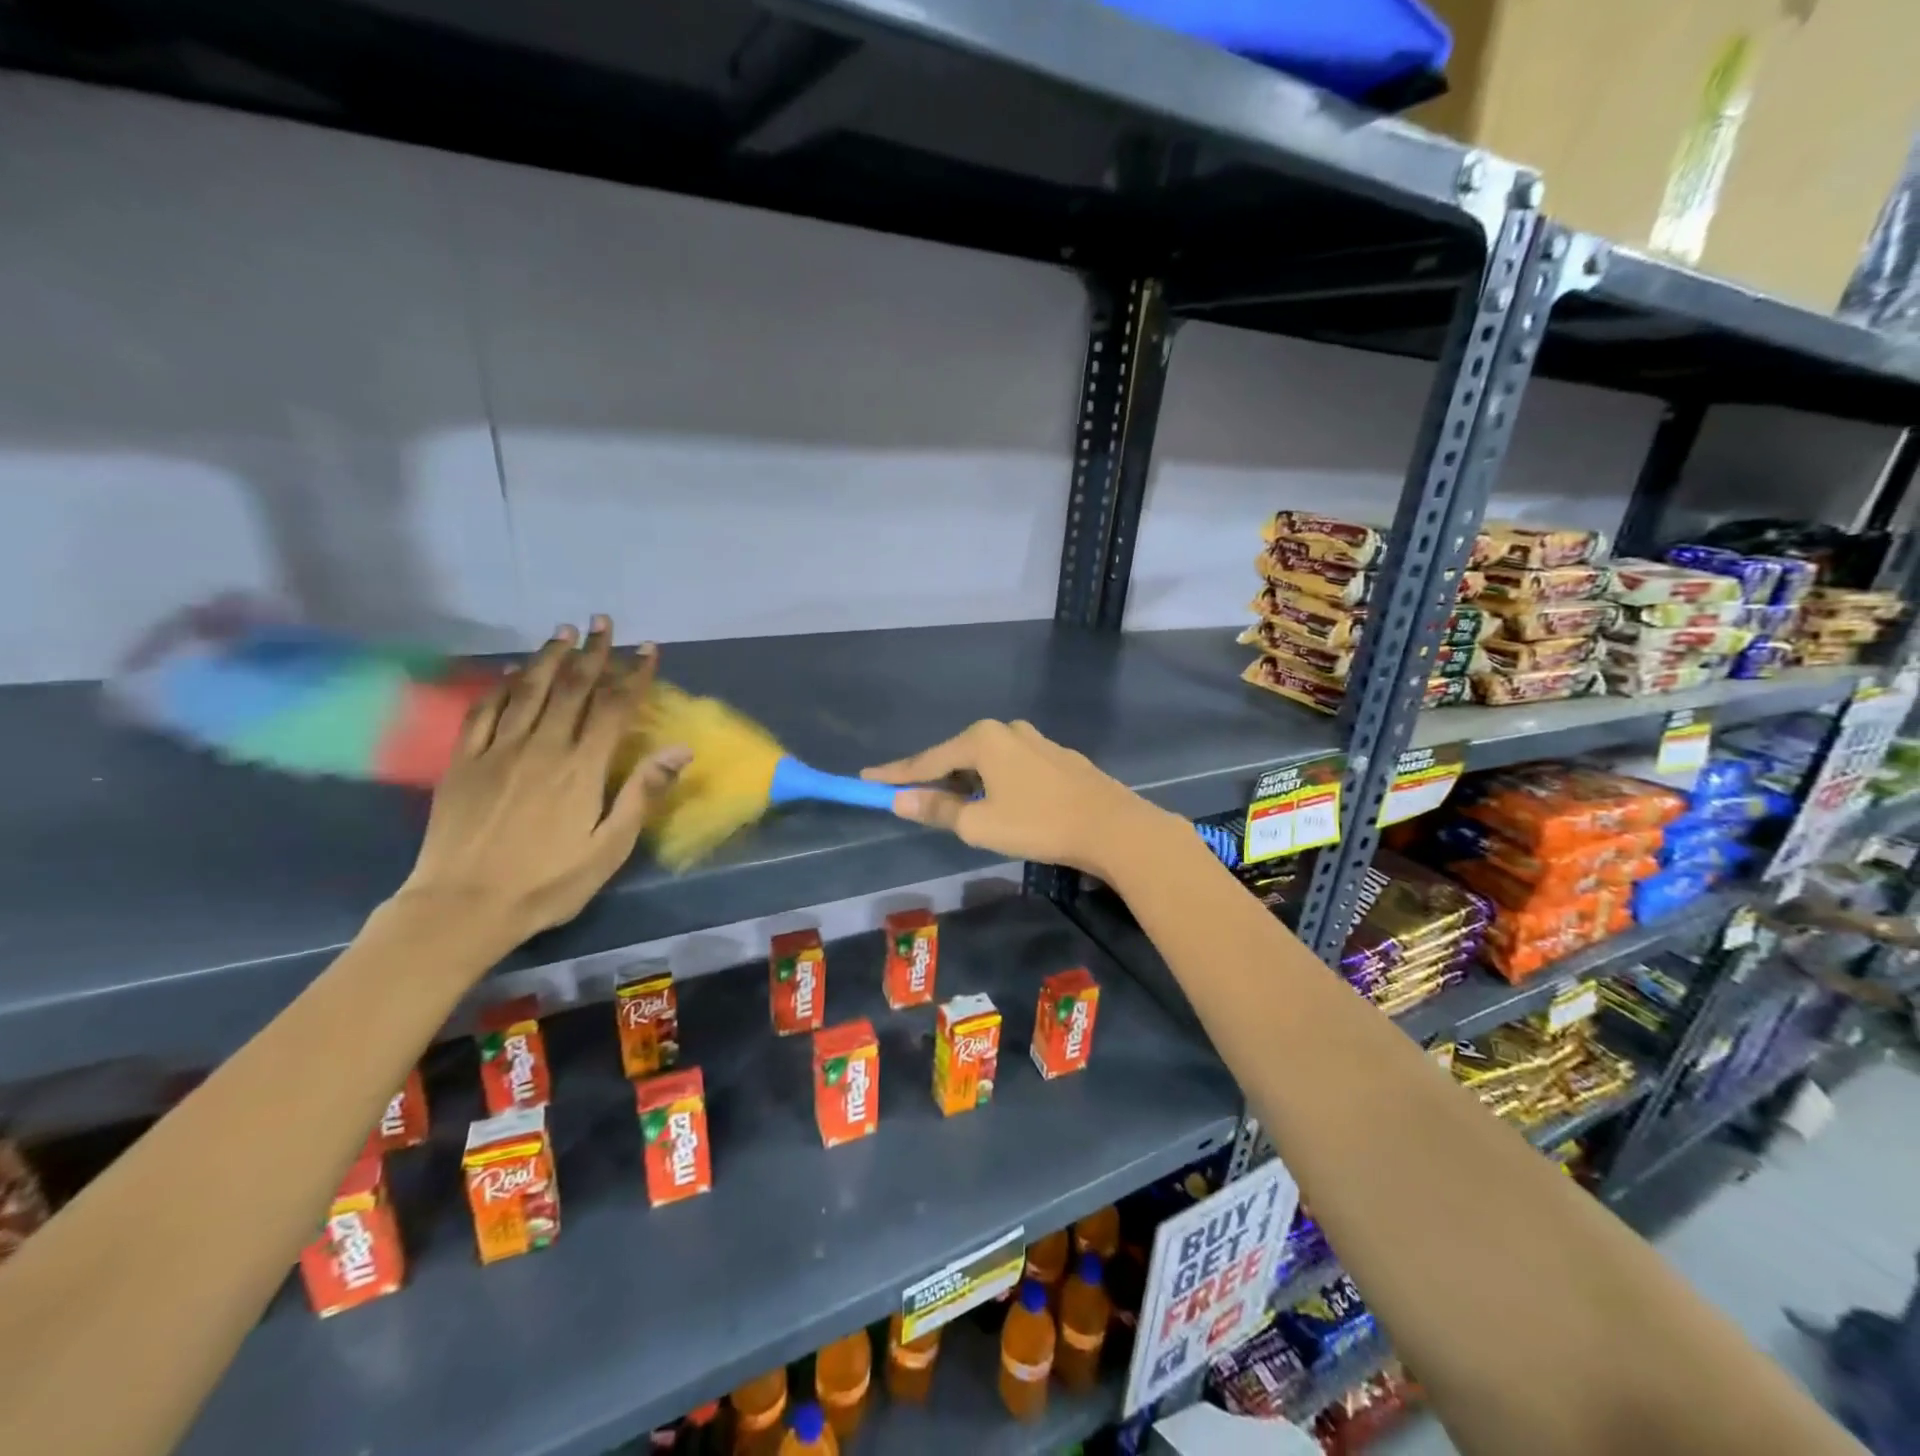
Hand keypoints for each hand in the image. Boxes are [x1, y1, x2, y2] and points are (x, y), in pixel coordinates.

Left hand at [396, 617, 690, 953]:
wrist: (462, 907)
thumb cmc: (548, 883)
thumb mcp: (609, 848)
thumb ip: (642, 793)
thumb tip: (680, 749)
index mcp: (581, 769)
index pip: (614, 708)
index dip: (634, 675)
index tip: (648, 649)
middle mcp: (542, 747)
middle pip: (572, 688)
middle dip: (592, 653)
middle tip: (603, 623)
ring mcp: (497, 751)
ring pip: (527, 690)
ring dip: (549, 658)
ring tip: (564, 632)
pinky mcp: (463, 762)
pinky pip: (483, 711)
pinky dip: (500, 686)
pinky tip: (509, 671)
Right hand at [862, 719, 1166, 876]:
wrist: (1112, 827)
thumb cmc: (1038, 824)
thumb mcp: (979, 824)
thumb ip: (937, 809)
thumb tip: (899, 800)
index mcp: (982, 739)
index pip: (927, 760)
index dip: (896, 774)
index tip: (866, 779)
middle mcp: (1007, 730)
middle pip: (957, 756)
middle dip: (935, 779)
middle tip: (913, 801)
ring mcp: (1036, 741)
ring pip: (987, 762)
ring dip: (967, 783)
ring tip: (958, 809)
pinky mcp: (1057, 758)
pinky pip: (1012, 767)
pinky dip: (995, 783)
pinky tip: (1001, 804)